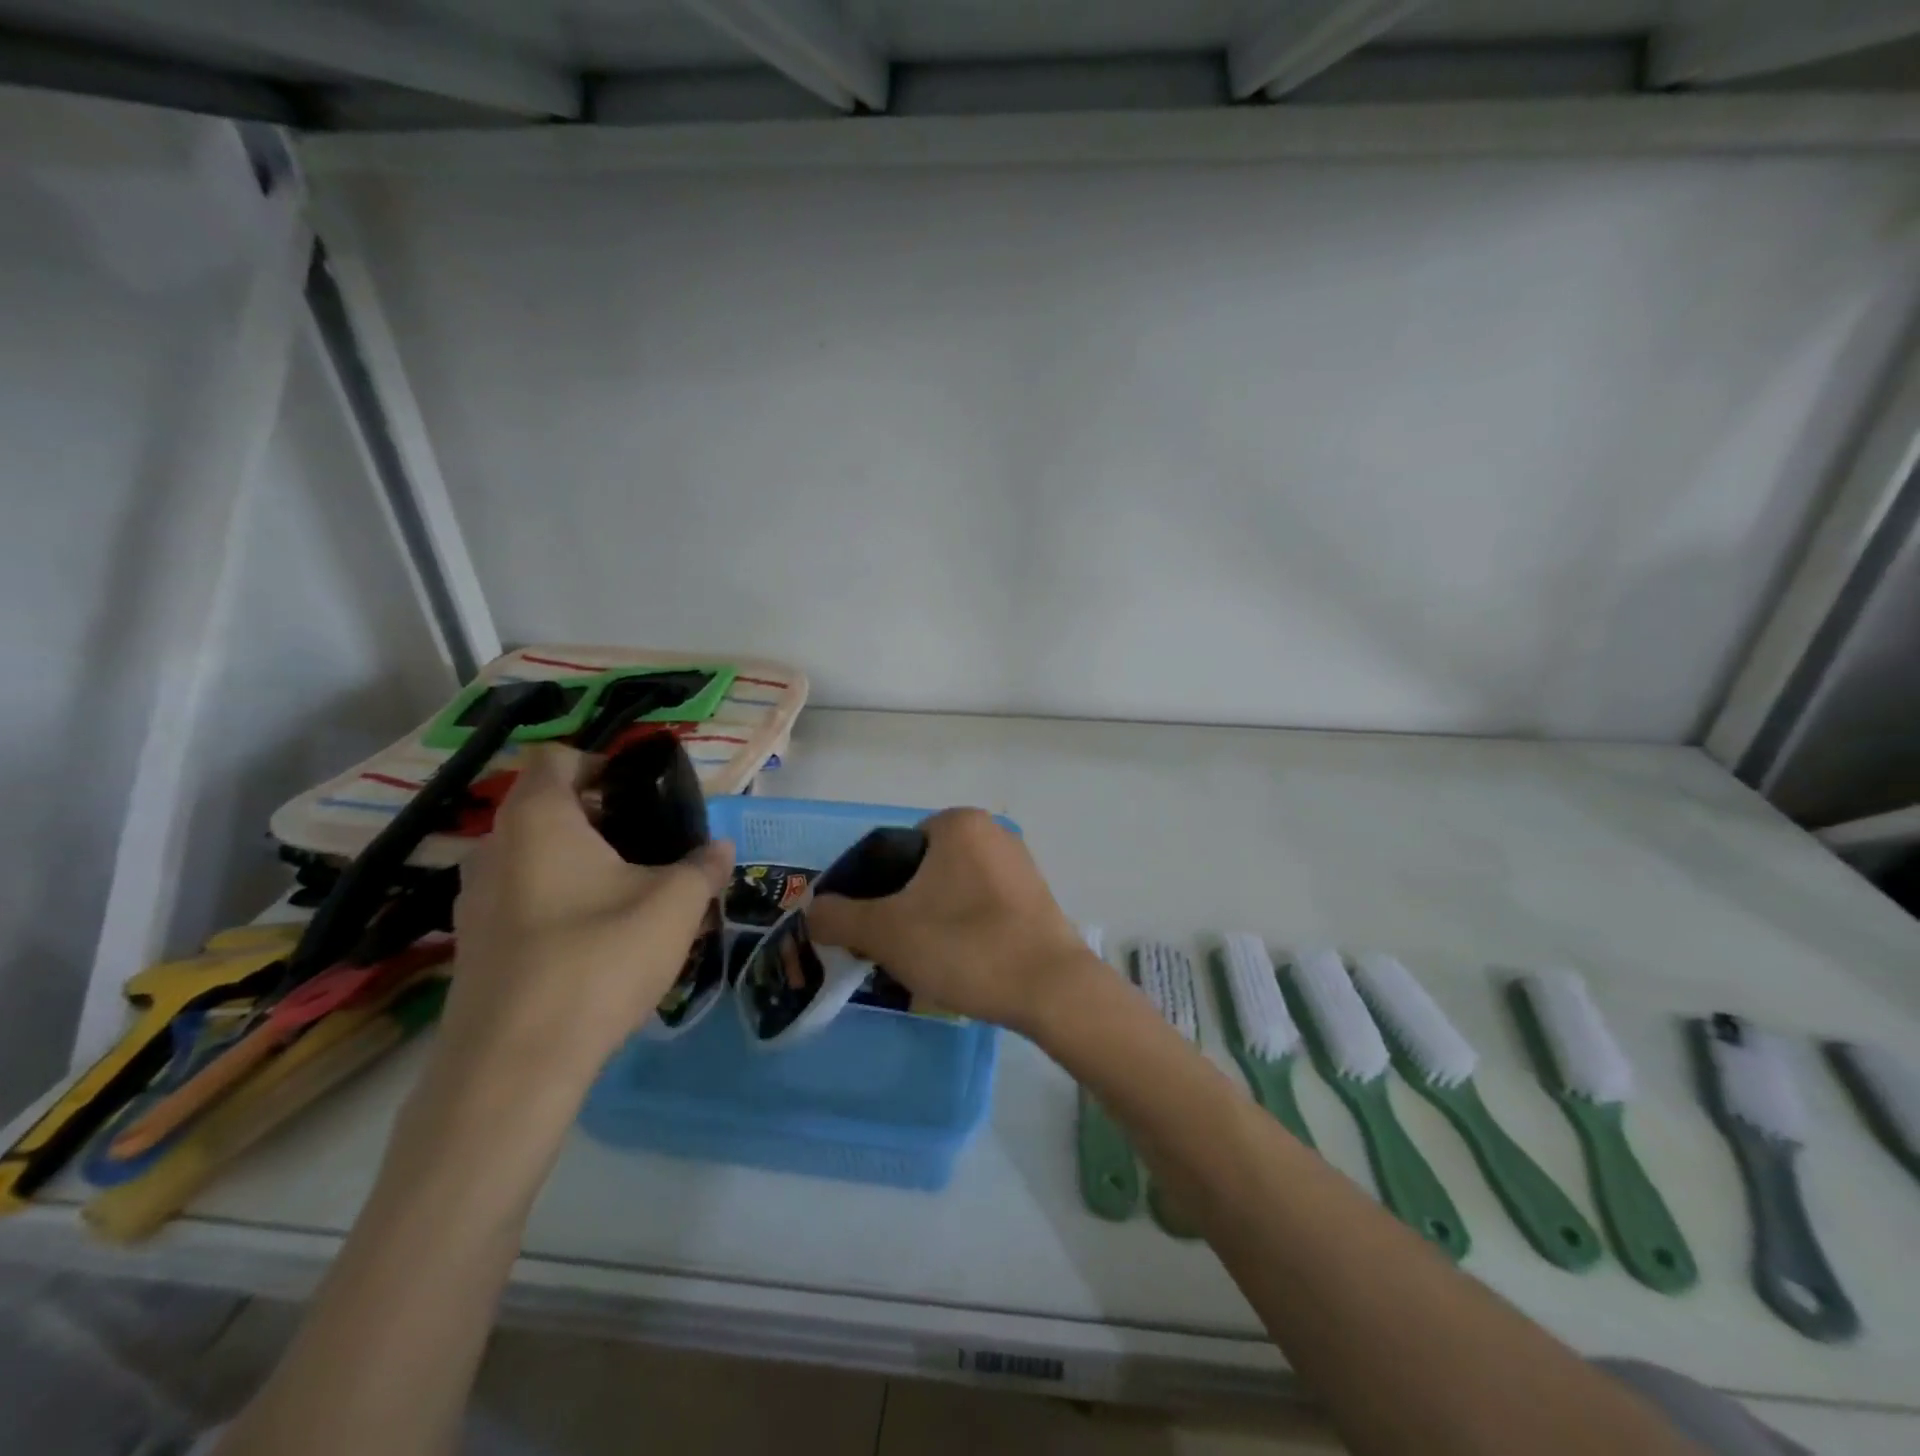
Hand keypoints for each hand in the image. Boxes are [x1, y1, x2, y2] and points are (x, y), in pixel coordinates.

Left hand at [442, 745, 732, 1088]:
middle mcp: (494, 848)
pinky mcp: (472, 946)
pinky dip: (556, 900)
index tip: (641, 793)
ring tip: (626, 893)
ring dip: (576, 862)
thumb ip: (702, 867)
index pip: (556, 758)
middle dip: (598, 819)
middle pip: (545, 808)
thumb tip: (720, 849)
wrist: (515, 1065)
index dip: (600, 763)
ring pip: (531, 857)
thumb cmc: (598, 958)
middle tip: (649, 846)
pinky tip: (594, 940)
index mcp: (538, 819)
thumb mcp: (674, 905)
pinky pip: (520, 899)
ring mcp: (474, 900)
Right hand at [807, 808, 1091, 1033]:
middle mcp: (991, 832)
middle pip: (920, 871)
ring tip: (924, 962)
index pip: (890, 851)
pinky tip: (960, 962)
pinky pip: (979, 906)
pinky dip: (961, 928)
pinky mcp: (1034, 897)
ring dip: (929, 920)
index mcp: (957, 823)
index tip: (864, 931)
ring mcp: (1017, 864)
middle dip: (899, 908)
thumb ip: (839, 917)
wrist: (1052, 990)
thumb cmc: (965, 946)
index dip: (868, 891)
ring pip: (949, 891)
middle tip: (891, 950)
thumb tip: (815, 911)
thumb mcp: (887, 932)